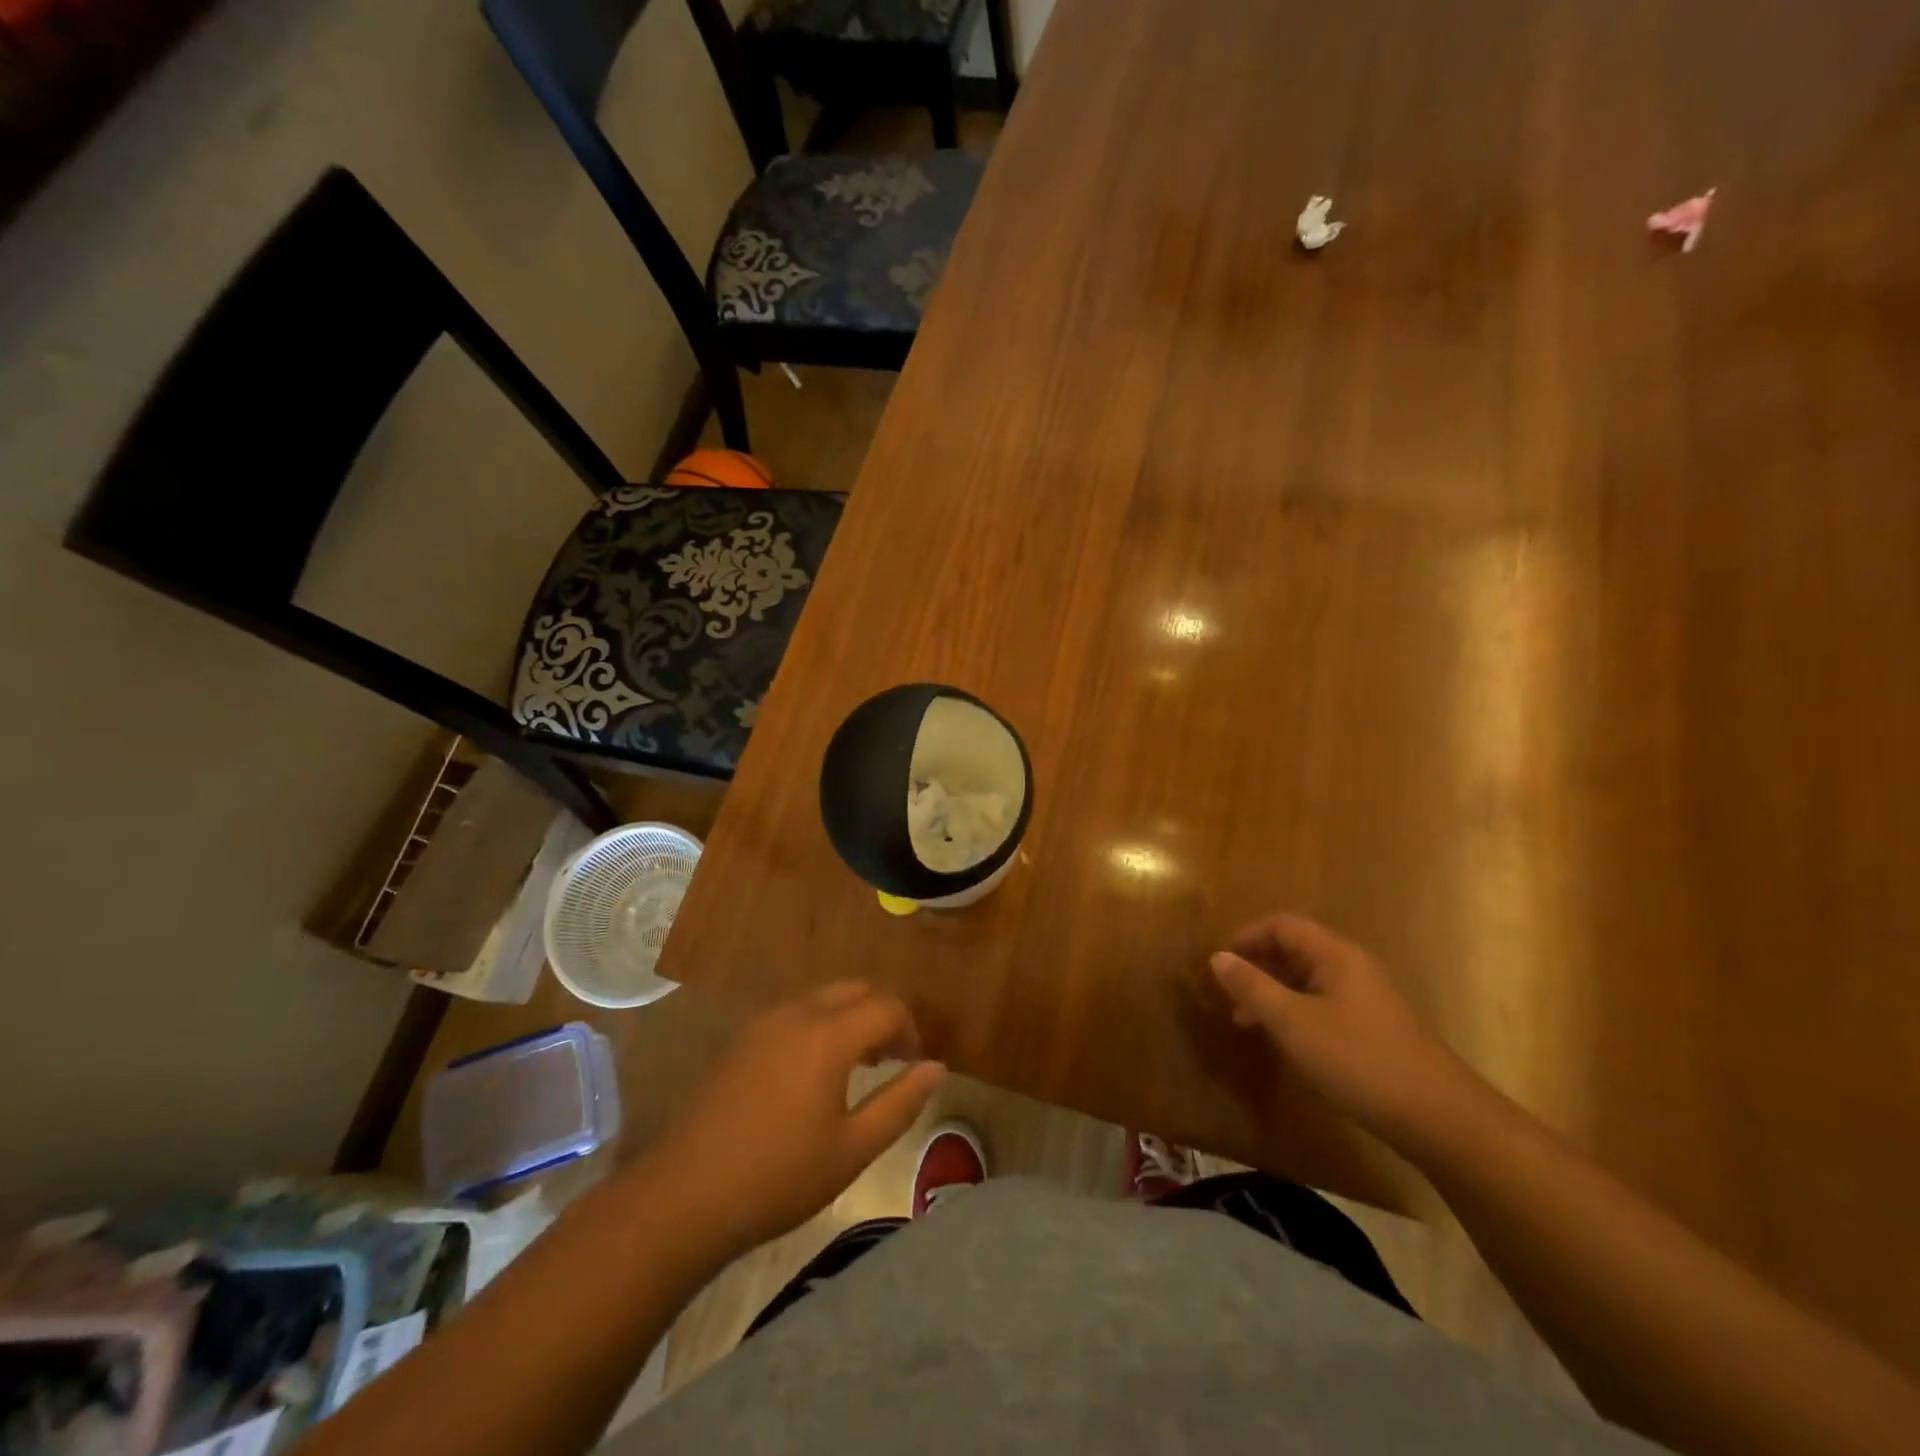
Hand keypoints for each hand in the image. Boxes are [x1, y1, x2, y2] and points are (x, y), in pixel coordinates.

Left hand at [640, 983, 945, 1258]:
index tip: (915, 1064)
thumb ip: (900, 1103)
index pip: (887, 1006)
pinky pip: (796, 1011)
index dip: (910, 1030)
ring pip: (824, 996)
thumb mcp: (853, 1149)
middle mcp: (798, 1013)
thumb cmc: (779, 1177)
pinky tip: (814, 1071)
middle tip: (891, 1059)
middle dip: (882, 1014)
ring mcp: (764, 1022)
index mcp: (829, 1035)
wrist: (685, 1196)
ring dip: (850, 1016)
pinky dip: (821, 1023)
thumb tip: (936, 1067)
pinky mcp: (742, 1038)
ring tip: (858, 1066)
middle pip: (855, 988)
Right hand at [1209, 913, 1472, 1146]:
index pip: (1283, 925)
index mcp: (1335, 955)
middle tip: (1228, 994)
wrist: (1441, 1119)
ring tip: (1246, 1021)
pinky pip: (1323, 1004)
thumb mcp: (1294, 1023)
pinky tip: (1286, 1041)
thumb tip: (1217, 956)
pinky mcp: (1375, 1028)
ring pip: (1308, 980)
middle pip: (1295, 950)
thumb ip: (1253, 987)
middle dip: (1258, 966)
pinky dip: (1295, 1013)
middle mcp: (1352, 967)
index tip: (1220, 962)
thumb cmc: (1359, 1060)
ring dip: (1273, 993)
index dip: (1248, 936)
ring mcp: (1367, 999)